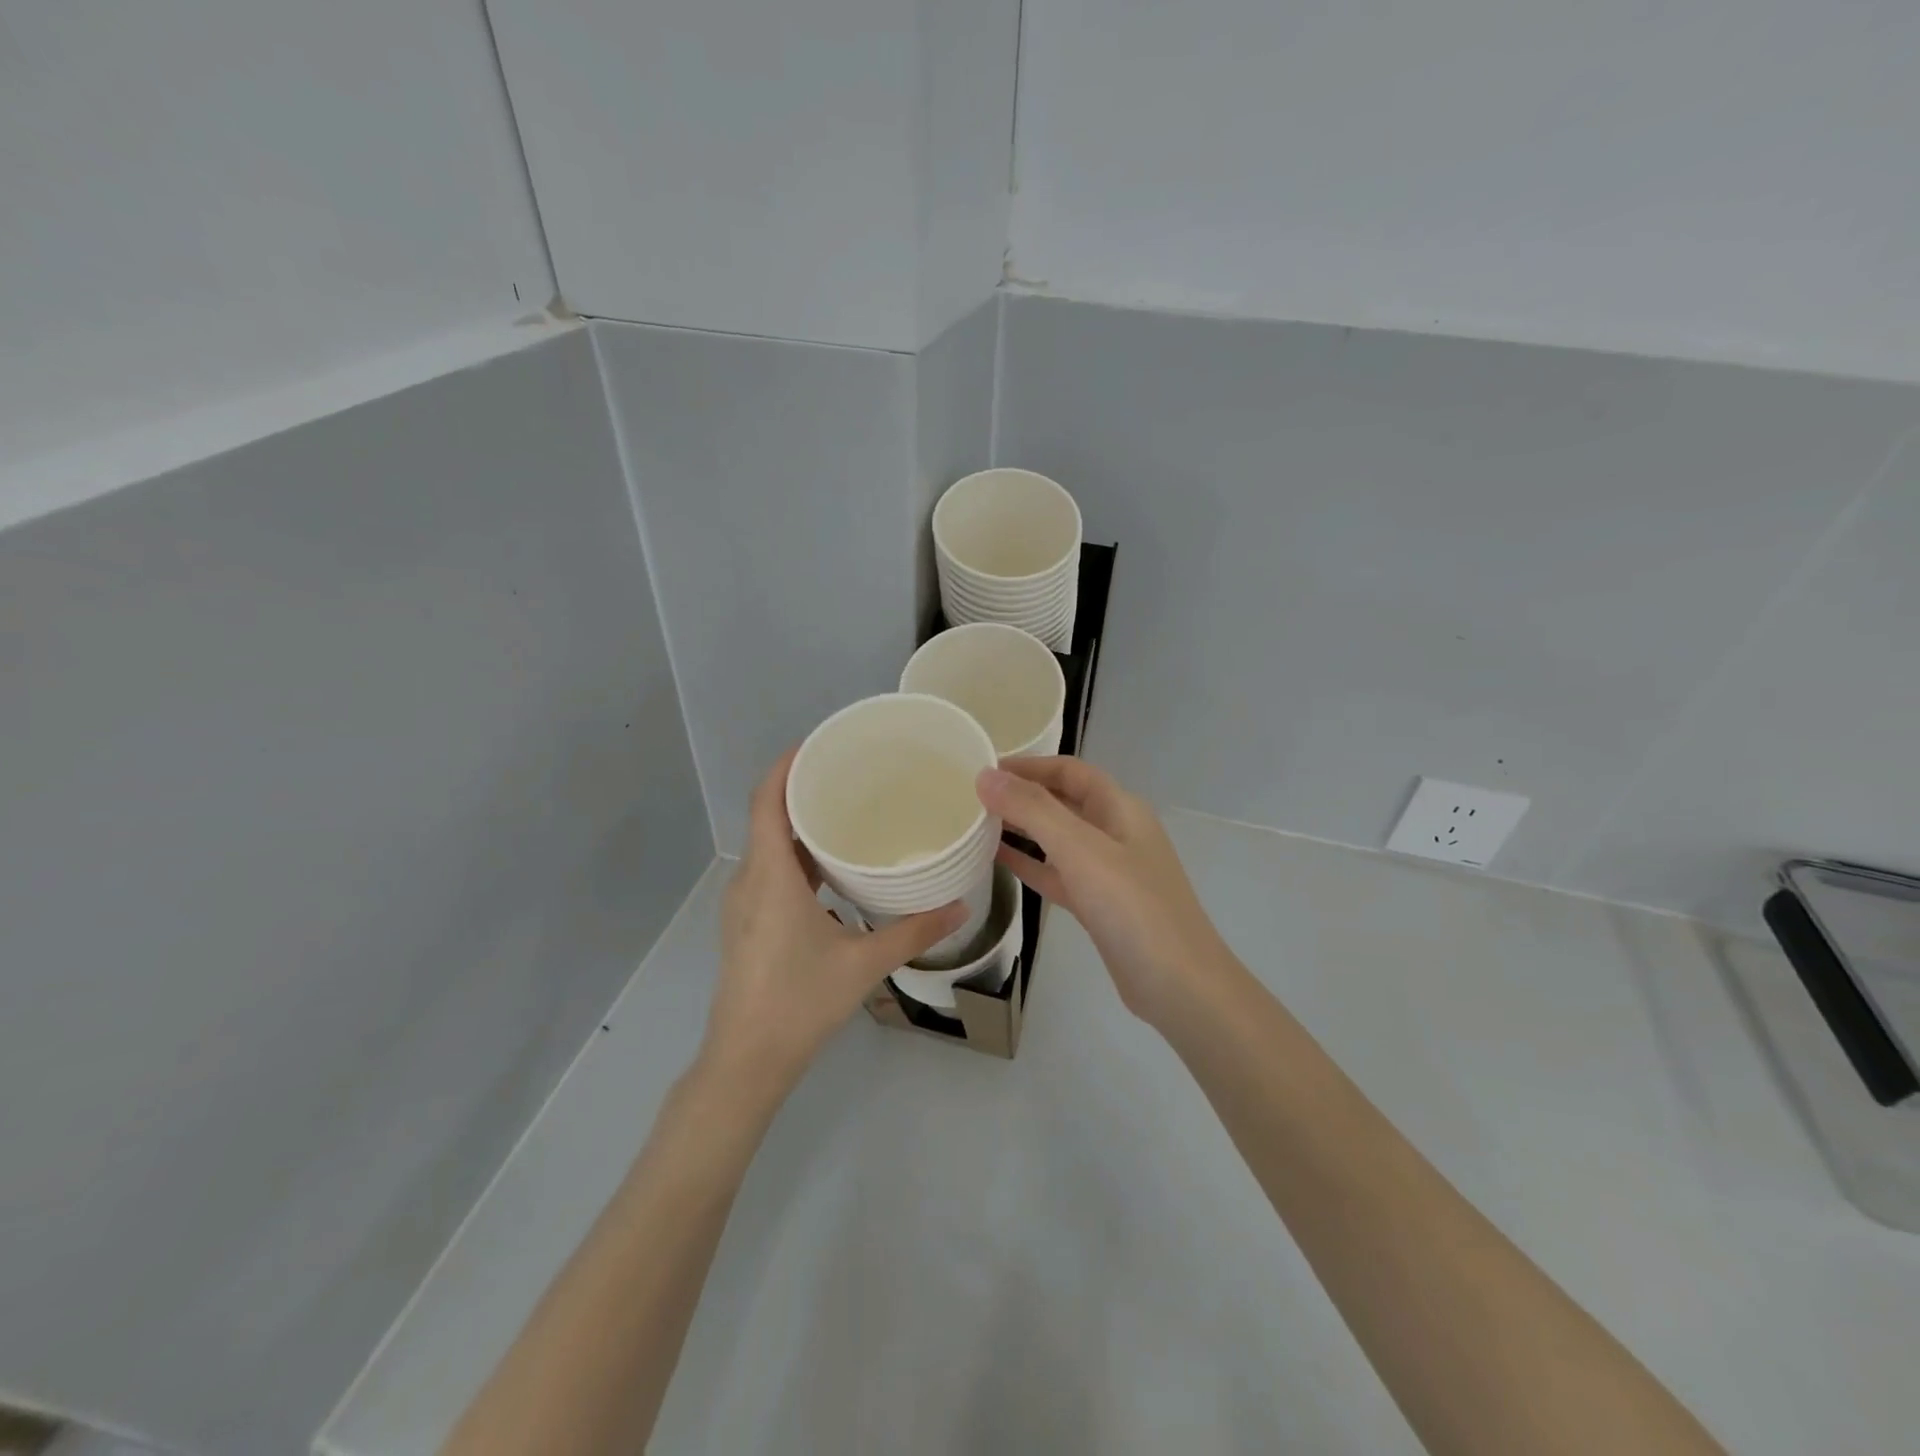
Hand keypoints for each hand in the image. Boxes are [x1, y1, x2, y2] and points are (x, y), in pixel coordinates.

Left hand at [702, 749, 966, 1098]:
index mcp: (770, 876)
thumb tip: (961, 906)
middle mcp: (749, 880)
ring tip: (845, 809)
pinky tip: (831, 865)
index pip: (767, 800)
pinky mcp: (747, 922)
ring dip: (799, 823)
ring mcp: (744, 903)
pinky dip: (796, 855)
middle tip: (849, 772)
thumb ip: (913, 931)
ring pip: (769, 846)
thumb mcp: (863, 963)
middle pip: (768, 816)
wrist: (747, 1061)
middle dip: (802, 788)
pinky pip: (770, 870)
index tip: (819, 743)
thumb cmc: (799, 1002)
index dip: (786, 765)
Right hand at [977, 758, 1230, 1026]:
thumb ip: (1032, 810)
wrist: (1179, 986)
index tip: (983, 769)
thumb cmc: (1133, 907)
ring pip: (1057, 838)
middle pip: (1063, 801)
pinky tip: (997, 860)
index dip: (1028, 765)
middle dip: (1021, 795)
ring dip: (1021, 828)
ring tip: (975, 823)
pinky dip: (1029, 863)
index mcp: (1119, 808)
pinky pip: (1057, 873)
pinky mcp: (1098, 905)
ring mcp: (1107, 871)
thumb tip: (985, 776)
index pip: (1069, 771)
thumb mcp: (1080, 850)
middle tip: (971, 796)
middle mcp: (1115, 832)